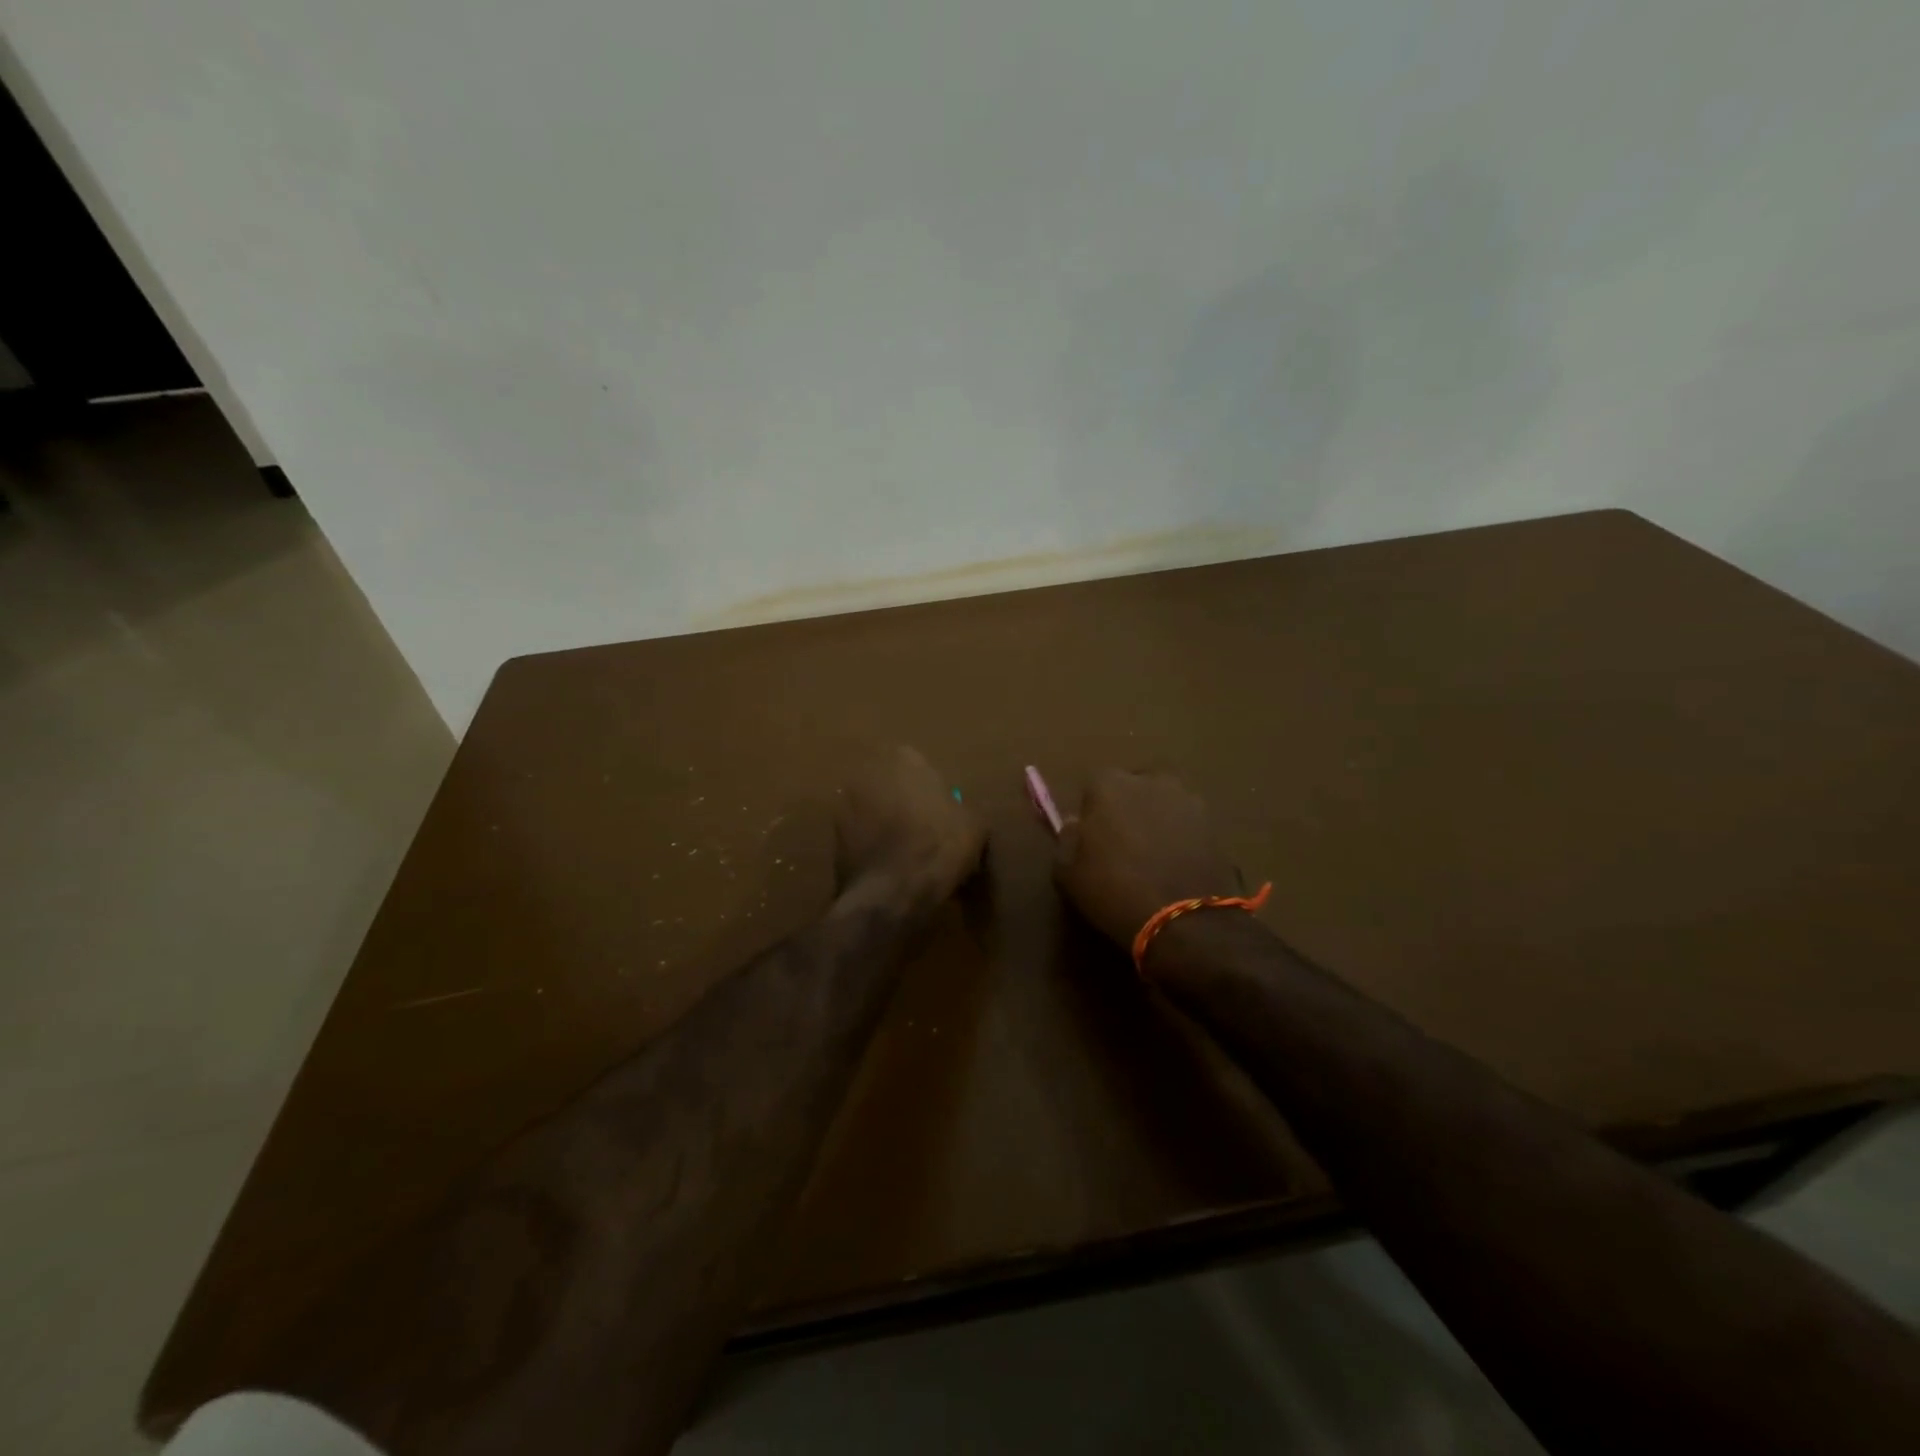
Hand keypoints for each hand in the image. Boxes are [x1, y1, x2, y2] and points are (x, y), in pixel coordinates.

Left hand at [834, 746, 984, 909]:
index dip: (930, 789)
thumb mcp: (974, 826)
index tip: (941, 810)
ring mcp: (845, 807)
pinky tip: (889, 869)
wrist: (893, 892)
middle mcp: (869, 775)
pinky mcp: (833, 839)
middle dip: (903, 803)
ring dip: (884, 826)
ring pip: (872, 812)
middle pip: (890, 786)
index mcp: (905, 761)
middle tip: (923, 831)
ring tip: (905, 854)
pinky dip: (871, 849)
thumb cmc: (939, 846)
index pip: (918, 764)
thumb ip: (964, 809)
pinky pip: (859, 839)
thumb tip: (962, 814)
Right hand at [1055, 770, 1241, 959]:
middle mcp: (1151, 780)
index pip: (1094, 784)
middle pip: (1134, 786)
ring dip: (1158, 819)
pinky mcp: (1216, 824)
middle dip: (1129, 807)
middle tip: (1124, 842)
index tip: (1092, 836)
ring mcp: (1189, 799)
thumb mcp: (1069, 874)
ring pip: (1165, 802)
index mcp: (1110, 785)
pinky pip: (1189, 824)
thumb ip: (1068, 840)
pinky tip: (1178, 865)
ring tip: (1154, 855)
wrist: (1185, 920)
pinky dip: (1183, 837)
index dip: (1092, 810)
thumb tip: (1076, 824)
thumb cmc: (1115, 891)